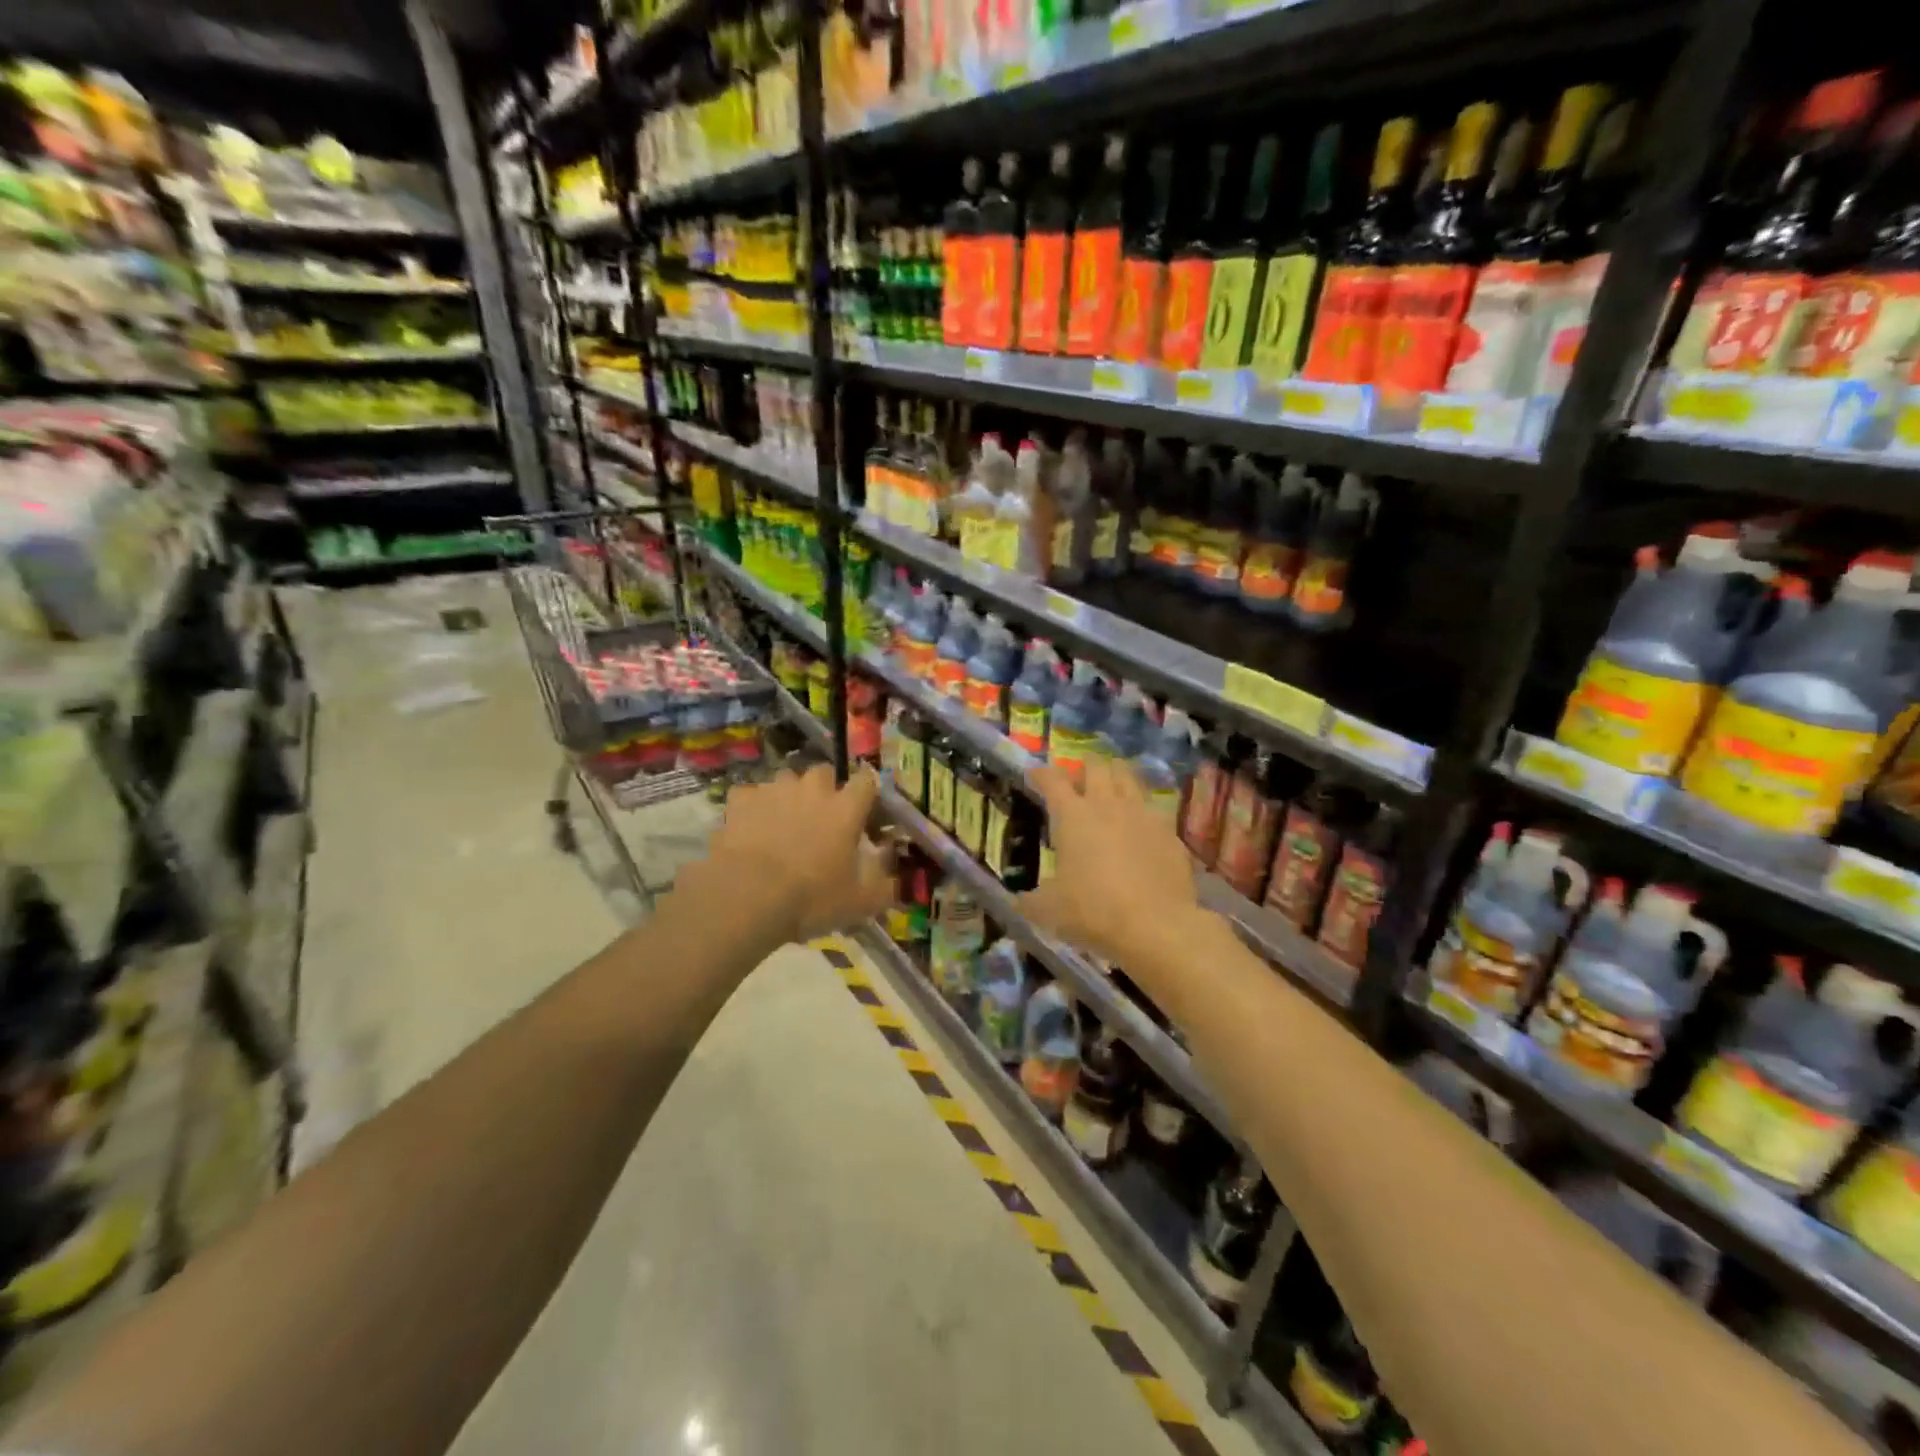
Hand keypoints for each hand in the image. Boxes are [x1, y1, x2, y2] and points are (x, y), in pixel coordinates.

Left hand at [700, 763, 892, 945]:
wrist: (748, 897)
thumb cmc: (812, 898)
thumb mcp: (861, 902)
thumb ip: (885, 886)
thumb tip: (898, 878)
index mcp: (846, 808)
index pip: (866, 782)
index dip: (866, 795)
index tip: (863, 814)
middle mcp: (812, 789)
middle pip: (823, 773)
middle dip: (824, 790)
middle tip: (820, 820)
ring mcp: (774, 790)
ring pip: (786, 781)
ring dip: (788, 797)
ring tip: (782, 825)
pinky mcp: (741, 800)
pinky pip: (750, 795)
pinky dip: (752, 807)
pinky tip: (750, 828)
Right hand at [1018, 757, 1200, 966]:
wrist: (1156, 925)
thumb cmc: (1093, 911)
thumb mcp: (1048, 911)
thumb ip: (1029, 901)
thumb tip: (1018, 901)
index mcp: (1072, 816)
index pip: (1052, 780)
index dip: (1042, 774)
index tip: (1036, 774)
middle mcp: (1108, 804)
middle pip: (1097, 766)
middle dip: (1085, 765)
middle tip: (1079, 776)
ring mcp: (1143, 814)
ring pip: (1129, 777)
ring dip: (1117, 776)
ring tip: (1112, 786)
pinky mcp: (1170, 832)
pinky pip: (1154, 809)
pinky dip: (1143, 810)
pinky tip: (1141, 825)